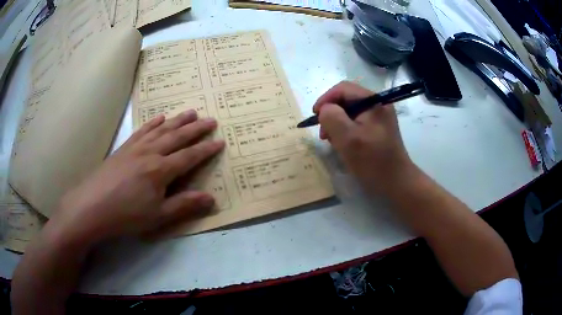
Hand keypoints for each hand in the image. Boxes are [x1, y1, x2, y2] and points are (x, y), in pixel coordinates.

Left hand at [50, 110, 224, 246]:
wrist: (92, 206)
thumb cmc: (126, 215)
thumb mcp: (158, 216)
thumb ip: (184, 205)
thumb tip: (211, 198)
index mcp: (161, 170)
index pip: (189, 156)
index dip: (206, 149)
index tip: (220, 141)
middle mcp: (151, 153)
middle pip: (177, 137)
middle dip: (196, 128)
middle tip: (211, 119)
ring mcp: (136, 148)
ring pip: (161, 129)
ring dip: (178, 120)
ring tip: (191, 112)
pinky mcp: (124, 148)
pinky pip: (142, 131)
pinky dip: (153, 123)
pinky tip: (159, 118)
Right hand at [313, 81, 417, 195]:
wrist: (396, 182)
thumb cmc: (372, 161)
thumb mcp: (348, 138)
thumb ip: (332, 117)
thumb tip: (325, 109)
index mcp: (374, 101)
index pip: (343, 89)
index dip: (325, 99)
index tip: (315, 116)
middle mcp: (378, 104)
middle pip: (347, 99)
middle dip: (331, 113)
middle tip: (323, 133)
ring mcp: (379, 116)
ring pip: (350, 111)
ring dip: (337, 123)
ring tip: (331, 140)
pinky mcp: (378, 128)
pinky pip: (356, 122)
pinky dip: (345, 130)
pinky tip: (343, 143)